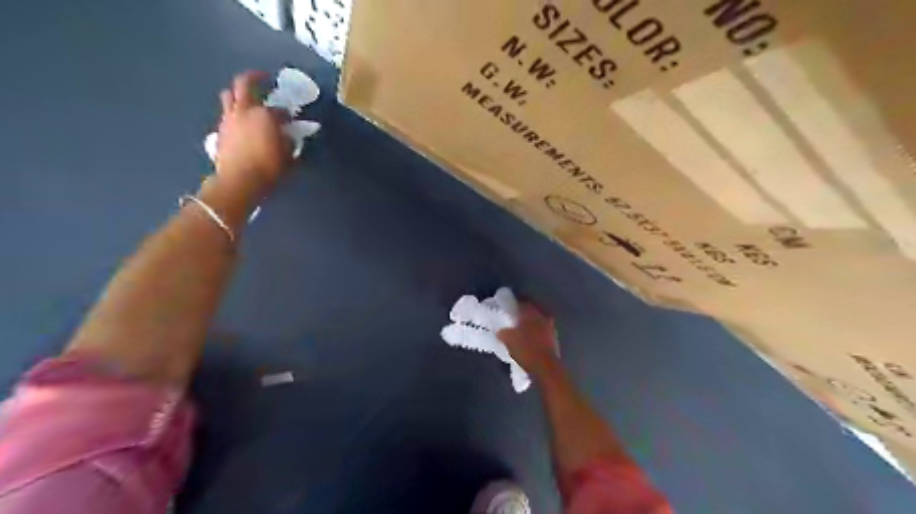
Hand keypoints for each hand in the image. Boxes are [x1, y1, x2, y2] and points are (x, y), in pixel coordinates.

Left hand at [213, 72, 289, 195]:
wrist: (239, 181)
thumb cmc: (269, 169)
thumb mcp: (288, 156)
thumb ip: (288, 142)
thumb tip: (287, 135)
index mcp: (265, 115)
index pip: (279, 109)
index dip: (286, 114)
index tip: (291, 120)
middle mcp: (244, 111)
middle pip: (244, 83)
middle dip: (254, 78)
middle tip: (264, 78)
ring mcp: (229, 119)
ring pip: (230, 95)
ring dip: (239, 94)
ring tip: (248, 100)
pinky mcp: (220, 130)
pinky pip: (227, 114)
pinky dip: (234, 113)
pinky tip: (242, 123)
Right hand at [501, 301, 556, 377]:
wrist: (546, 367)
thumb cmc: (526, 350)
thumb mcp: (508, 340)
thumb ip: (503, 332)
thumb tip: (500, 330)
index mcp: (531, 312)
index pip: (522, 301)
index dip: (513, 303)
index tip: (507, 306)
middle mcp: (542, 315)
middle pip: (531, 308)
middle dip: (522, 311)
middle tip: (513, 316)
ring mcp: (550, 325)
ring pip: (538, 318)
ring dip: (530, 320)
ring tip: (521, 327)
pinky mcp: (553, 336)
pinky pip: (542, 327)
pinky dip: (536, 329)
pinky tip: (529, 336)